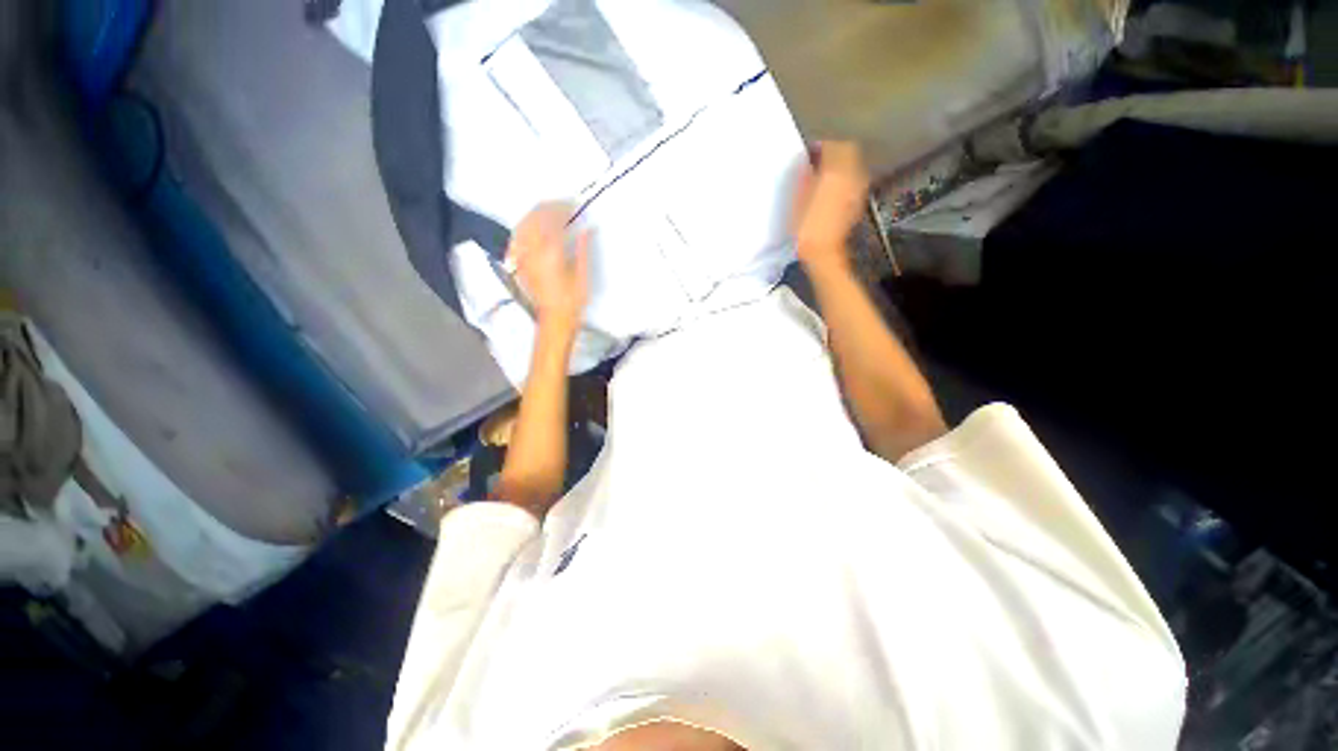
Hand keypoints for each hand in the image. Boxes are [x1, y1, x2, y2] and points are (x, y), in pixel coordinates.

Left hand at [508, 202, 590, 335]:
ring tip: (547, 210)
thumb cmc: (571, 301)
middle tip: (562, 204)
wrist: (554, 318)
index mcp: (551, 253)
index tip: (573, 205)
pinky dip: (524, 226)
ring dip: (535, 213)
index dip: (563, 207)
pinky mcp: (519, 263)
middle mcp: (533, 251)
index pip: (553, 219)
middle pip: (535, 217)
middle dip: (548, 206)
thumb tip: (587, 229)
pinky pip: (517, 237)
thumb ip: (583, 249)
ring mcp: (523, 256)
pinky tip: (530, 225)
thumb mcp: (583, 275)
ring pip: (523, 224)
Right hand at [790, 141, 869, 271]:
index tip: (809, 153)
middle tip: (818, 160)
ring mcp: (858, 188)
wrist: (823, 251)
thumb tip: (805, 162)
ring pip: (853, 165)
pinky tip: (833, 189)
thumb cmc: (805, 226)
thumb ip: (803, 175)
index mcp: (835, 171)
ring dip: (841, 165)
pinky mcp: (858, 201)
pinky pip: (854, 180)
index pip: (832, 146)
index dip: (820, 146)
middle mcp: (851, 175)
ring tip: (825, 174)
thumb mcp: (797, 198)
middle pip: (848, 152)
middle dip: (834, 152)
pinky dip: (845, 178)